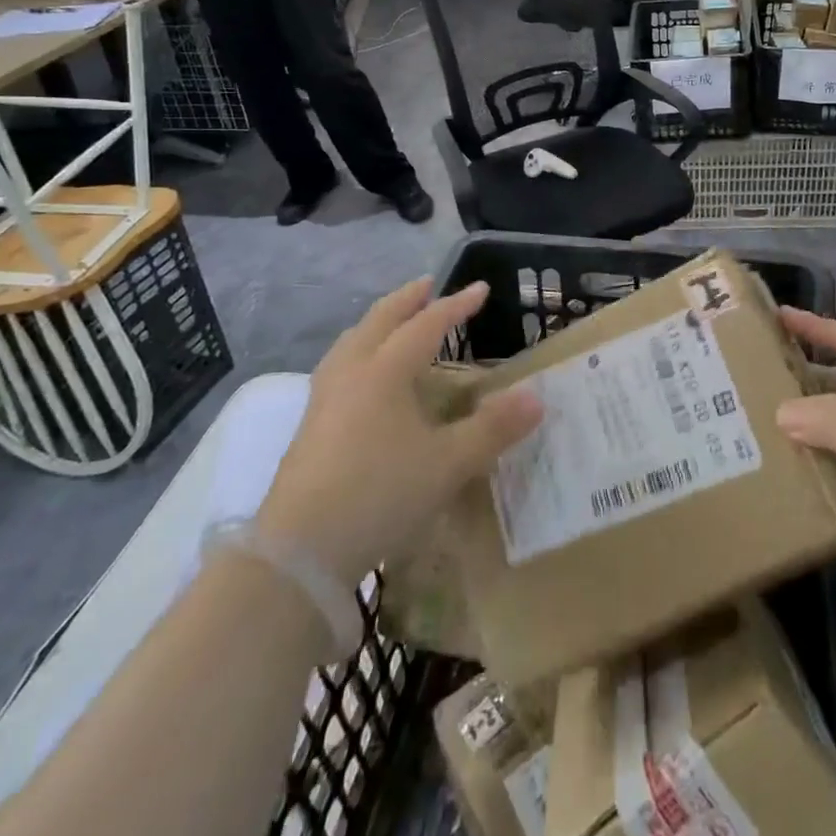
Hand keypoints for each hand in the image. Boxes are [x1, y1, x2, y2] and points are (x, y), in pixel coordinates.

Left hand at [256, 278, 541, 586]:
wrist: (299, 550)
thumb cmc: (380, 493)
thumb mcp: (448, 463)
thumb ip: (493, 429)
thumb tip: (536, 398)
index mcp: (386, 370)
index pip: (427, 324)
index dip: (456, 305)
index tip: (481, 288)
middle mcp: (352, 371)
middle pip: (381, 320)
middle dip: (408, 299)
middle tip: (429, 285)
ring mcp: (325, 397)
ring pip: (352, 340)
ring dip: (378, 322)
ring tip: (392, 321)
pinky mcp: (309, 424)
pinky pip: (338, 366)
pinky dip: (358, 350)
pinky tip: (361, 376)